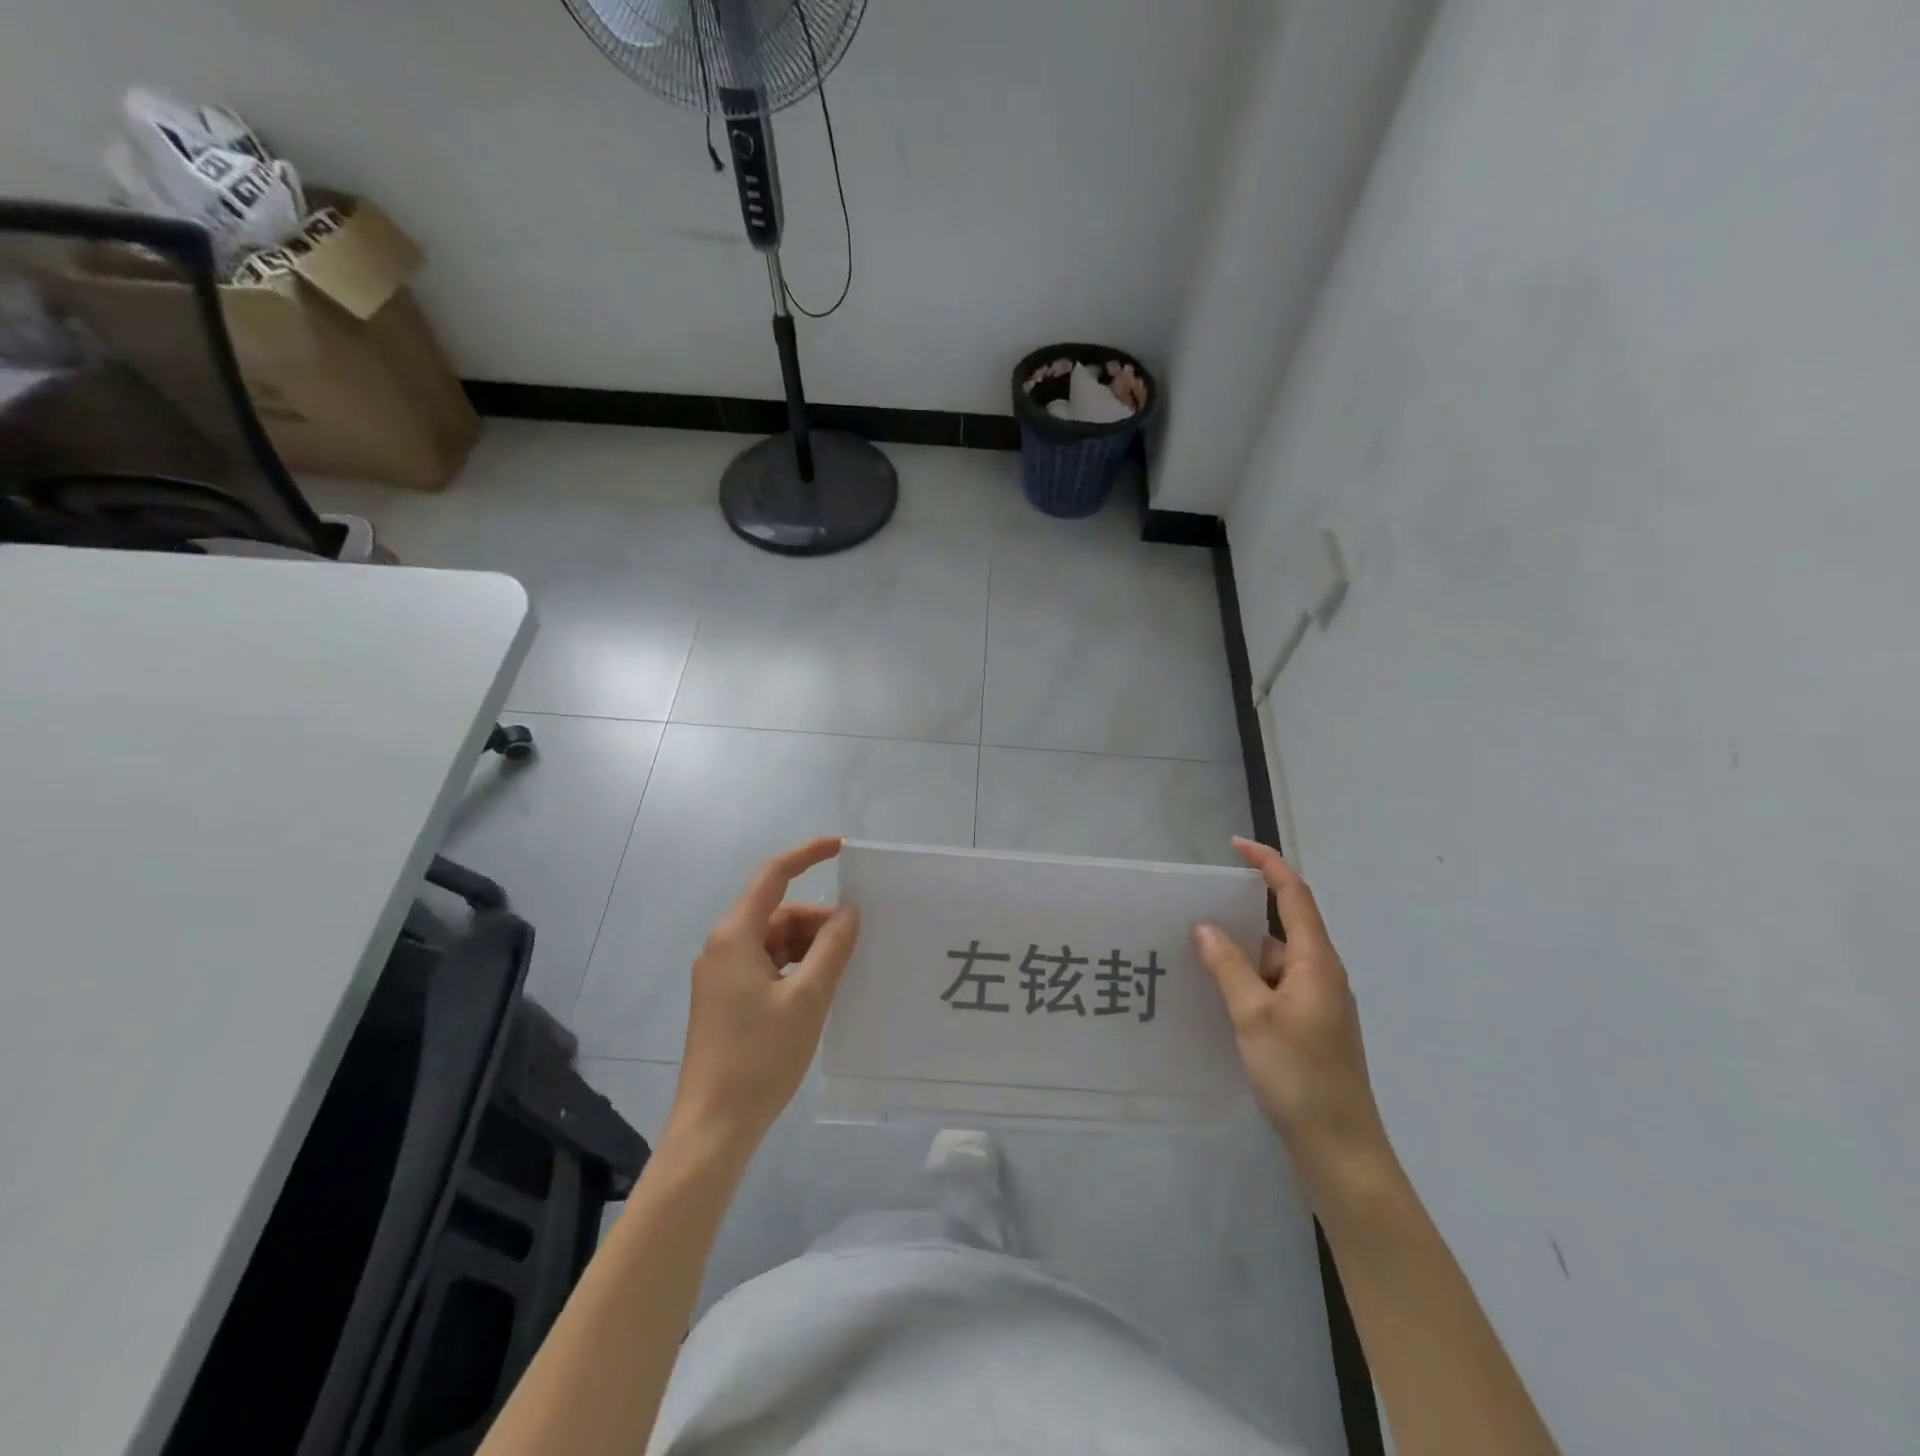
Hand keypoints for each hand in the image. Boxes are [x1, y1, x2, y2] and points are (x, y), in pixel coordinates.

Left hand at [668, 837, 860, 1158]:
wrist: (712, 1128)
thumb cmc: (760, 1057)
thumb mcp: (808, 998)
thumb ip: (832, 948)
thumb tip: (849, 911)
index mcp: (735, 937)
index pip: (773, 876)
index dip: (807, 855)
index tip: (842, 848)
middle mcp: (723, 948)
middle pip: (777, 913)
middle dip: (817, 920)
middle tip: (856, 943)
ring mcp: (721, 976)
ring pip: (774, 941)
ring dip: (809, 947)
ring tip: (843, 969)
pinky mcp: (725, 1001)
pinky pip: (767, 966)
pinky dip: (795, 968)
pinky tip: (820, 989)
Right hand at [1193, 838, 1392, 1189]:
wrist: (1340, 1150)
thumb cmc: (1300, 1076)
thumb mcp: (1255, 1016)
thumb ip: (1229, 968)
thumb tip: (1206, 929)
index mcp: (1317, 963)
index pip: (1293, 896)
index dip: (1267, 864)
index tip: (1235, 845)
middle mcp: (1320, 975)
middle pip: (1282, 926)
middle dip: (1241, 912)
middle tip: (1196, 908)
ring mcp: (1315, 1004)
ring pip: (1272, 961)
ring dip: (1239, 953)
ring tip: (1193, 950)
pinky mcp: (1307, 1028)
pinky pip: (1271, 987)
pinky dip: (1245, 981)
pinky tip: (1215, 993)